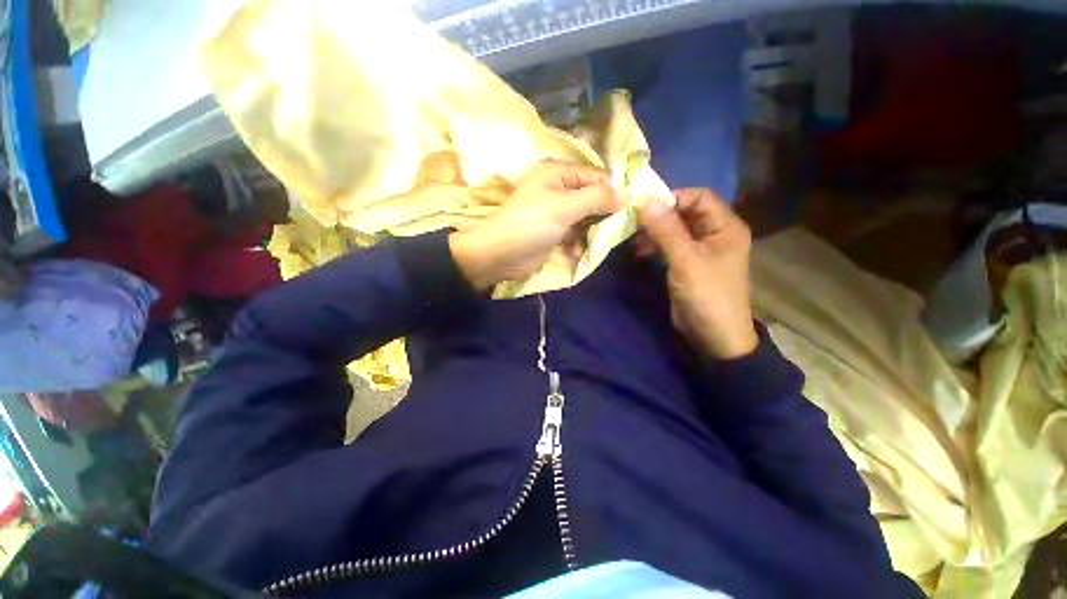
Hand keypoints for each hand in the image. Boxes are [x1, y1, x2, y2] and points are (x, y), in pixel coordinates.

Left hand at [450, 160, 619, 291]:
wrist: (499, 256)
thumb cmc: (530, 226)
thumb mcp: (565, 208)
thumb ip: (597, 198)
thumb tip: (628, 193)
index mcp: (559, 173)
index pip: (597, 177)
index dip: (614, 192)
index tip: (629, 211)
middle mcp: (559, 188)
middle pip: (593, 198)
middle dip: (603, 215)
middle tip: (615, 230)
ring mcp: (557, 212)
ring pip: (586, 218)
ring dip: (591, 232)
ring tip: (595, 243)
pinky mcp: (555, 231)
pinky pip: (576, 233)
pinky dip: (578, 243)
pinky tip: (575, 252)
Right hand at [637, 188, 757, 359]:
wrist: (714, 336)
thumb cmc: (706, 295)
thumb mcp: (685, 261)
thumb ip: (666, 230)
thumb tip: (646, 201)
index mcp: (725, 226)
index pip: (699, 197)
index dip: (673, 198)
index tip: (645, 208)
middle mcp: (714, 233)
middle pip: (685, 213)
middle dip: (659, 217)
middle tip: (633, 224)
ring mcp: (700, 249)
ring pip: (674, 230)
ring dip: (654, 233)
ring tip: (634, 241)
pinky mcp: (688, 264)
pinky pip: (670, 246)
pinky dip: (655, 246)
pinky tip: (639, 252)